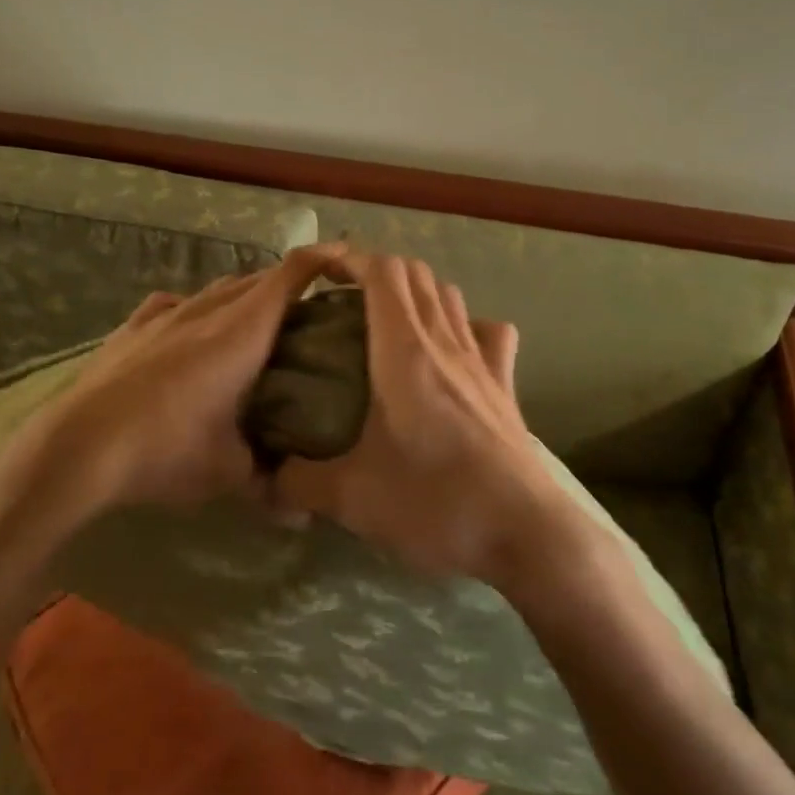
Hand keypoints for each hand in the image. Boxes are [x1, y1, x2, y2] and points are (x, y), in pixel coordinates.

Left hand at [0, 245, 345, 520]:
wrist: (77, 448)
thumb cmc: (165, 450)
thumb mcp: (227, 472)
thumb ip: (268, 480)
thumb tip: (299, 512)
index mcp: (243, 331)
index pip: (292, 274)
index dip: (324, 259)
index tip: (348, 264)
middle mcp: (208, 310)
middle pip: (258, 278)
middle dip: (289, 286)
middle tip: (310, 313)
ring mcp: (166, 314)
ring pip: (217, 289)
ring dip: (243, 296)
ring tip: (256, 323)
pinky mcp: (133, 327)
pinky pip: (174, 304)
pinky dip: (195, 309)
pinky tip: (190, 329)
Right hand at [272, 251, 576, 587]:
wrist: (525, 534)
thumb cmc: (436, 503)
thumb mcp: (353, 499)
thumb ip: (300, 482)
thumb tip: (268, 477)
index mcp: (404, 351)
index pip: (383, 272)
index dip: (351, 259)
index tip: (321, 272)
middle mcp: (444, 342)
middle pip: (416, 274)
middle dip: (377, 271)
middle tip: (344, 300)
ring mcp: (481, 361)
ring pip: (450, 296)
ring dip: (417, 292)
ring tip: (387, 320)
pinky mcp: (505, 387)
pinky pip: (489, 333)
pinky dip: (467, 324)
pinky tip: (453, 348)